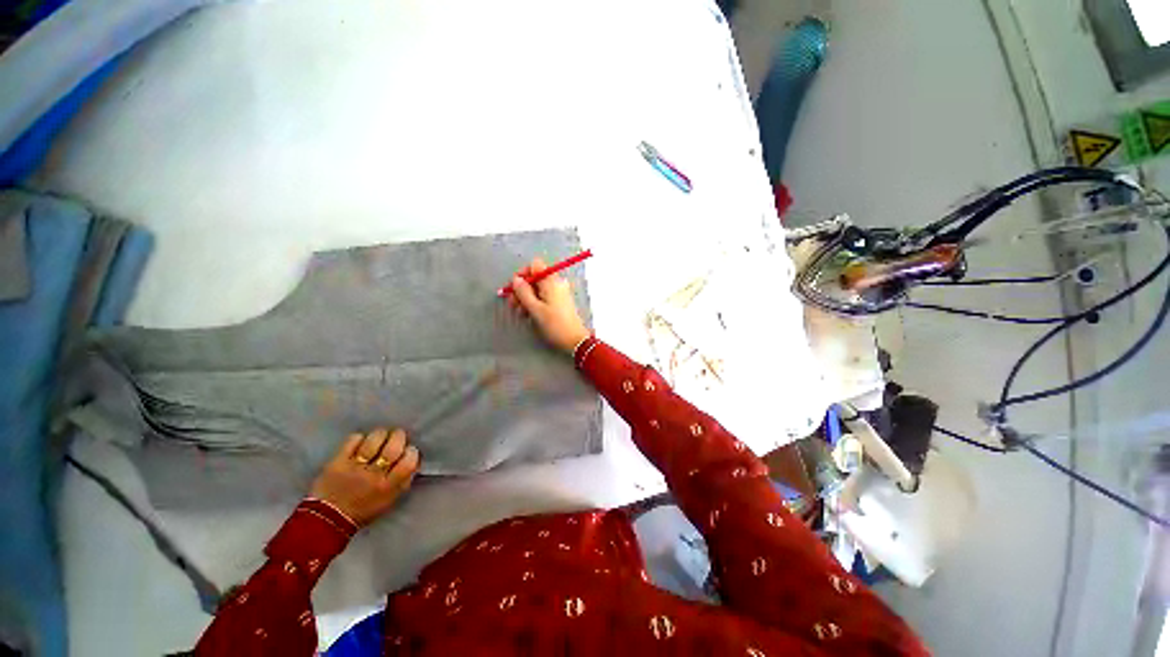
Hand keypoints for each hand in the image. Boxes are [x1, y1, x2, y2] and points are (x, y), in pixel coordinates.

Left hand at [309, 428, 419, 527]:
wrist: (326, 520)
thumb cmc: (363, 510)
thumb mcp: (390, 501)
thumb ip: (403, 481)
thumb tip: (413, 461)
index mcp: (389, 486)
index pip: (409, 461)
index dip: (411, 452)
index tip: (407, 451)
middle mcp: (374, 476)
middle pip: (394, 446)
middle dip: (398, 436)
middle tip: (396, 437)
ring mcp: (355, 467)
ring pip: (374, 439)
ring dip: (380, 434)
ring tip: (379, 437)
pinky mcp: (337, 462)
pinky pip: (353, 440)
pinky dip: (359, 438)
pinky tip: (360, 443)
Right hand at [507, 258, 591, 354]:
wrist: (575, 340)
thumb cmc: (555, 324)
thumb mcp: (535, 309)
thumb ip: (523, 292)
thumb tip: (516, 279)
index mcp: (551, 281)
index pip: (535, 265)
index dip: (523, 273)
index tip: (515, 288)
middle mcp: (556, 283)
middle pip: (535, 277)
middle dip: (522, 289)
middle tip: (514, 304)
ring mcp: (559, 292)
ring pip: (538, 288)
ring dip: (527, 298)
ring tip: (521, 313)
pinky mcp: (560, 302)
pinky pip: (544, 296)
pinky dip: (535, 302)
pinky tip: (530, 314)